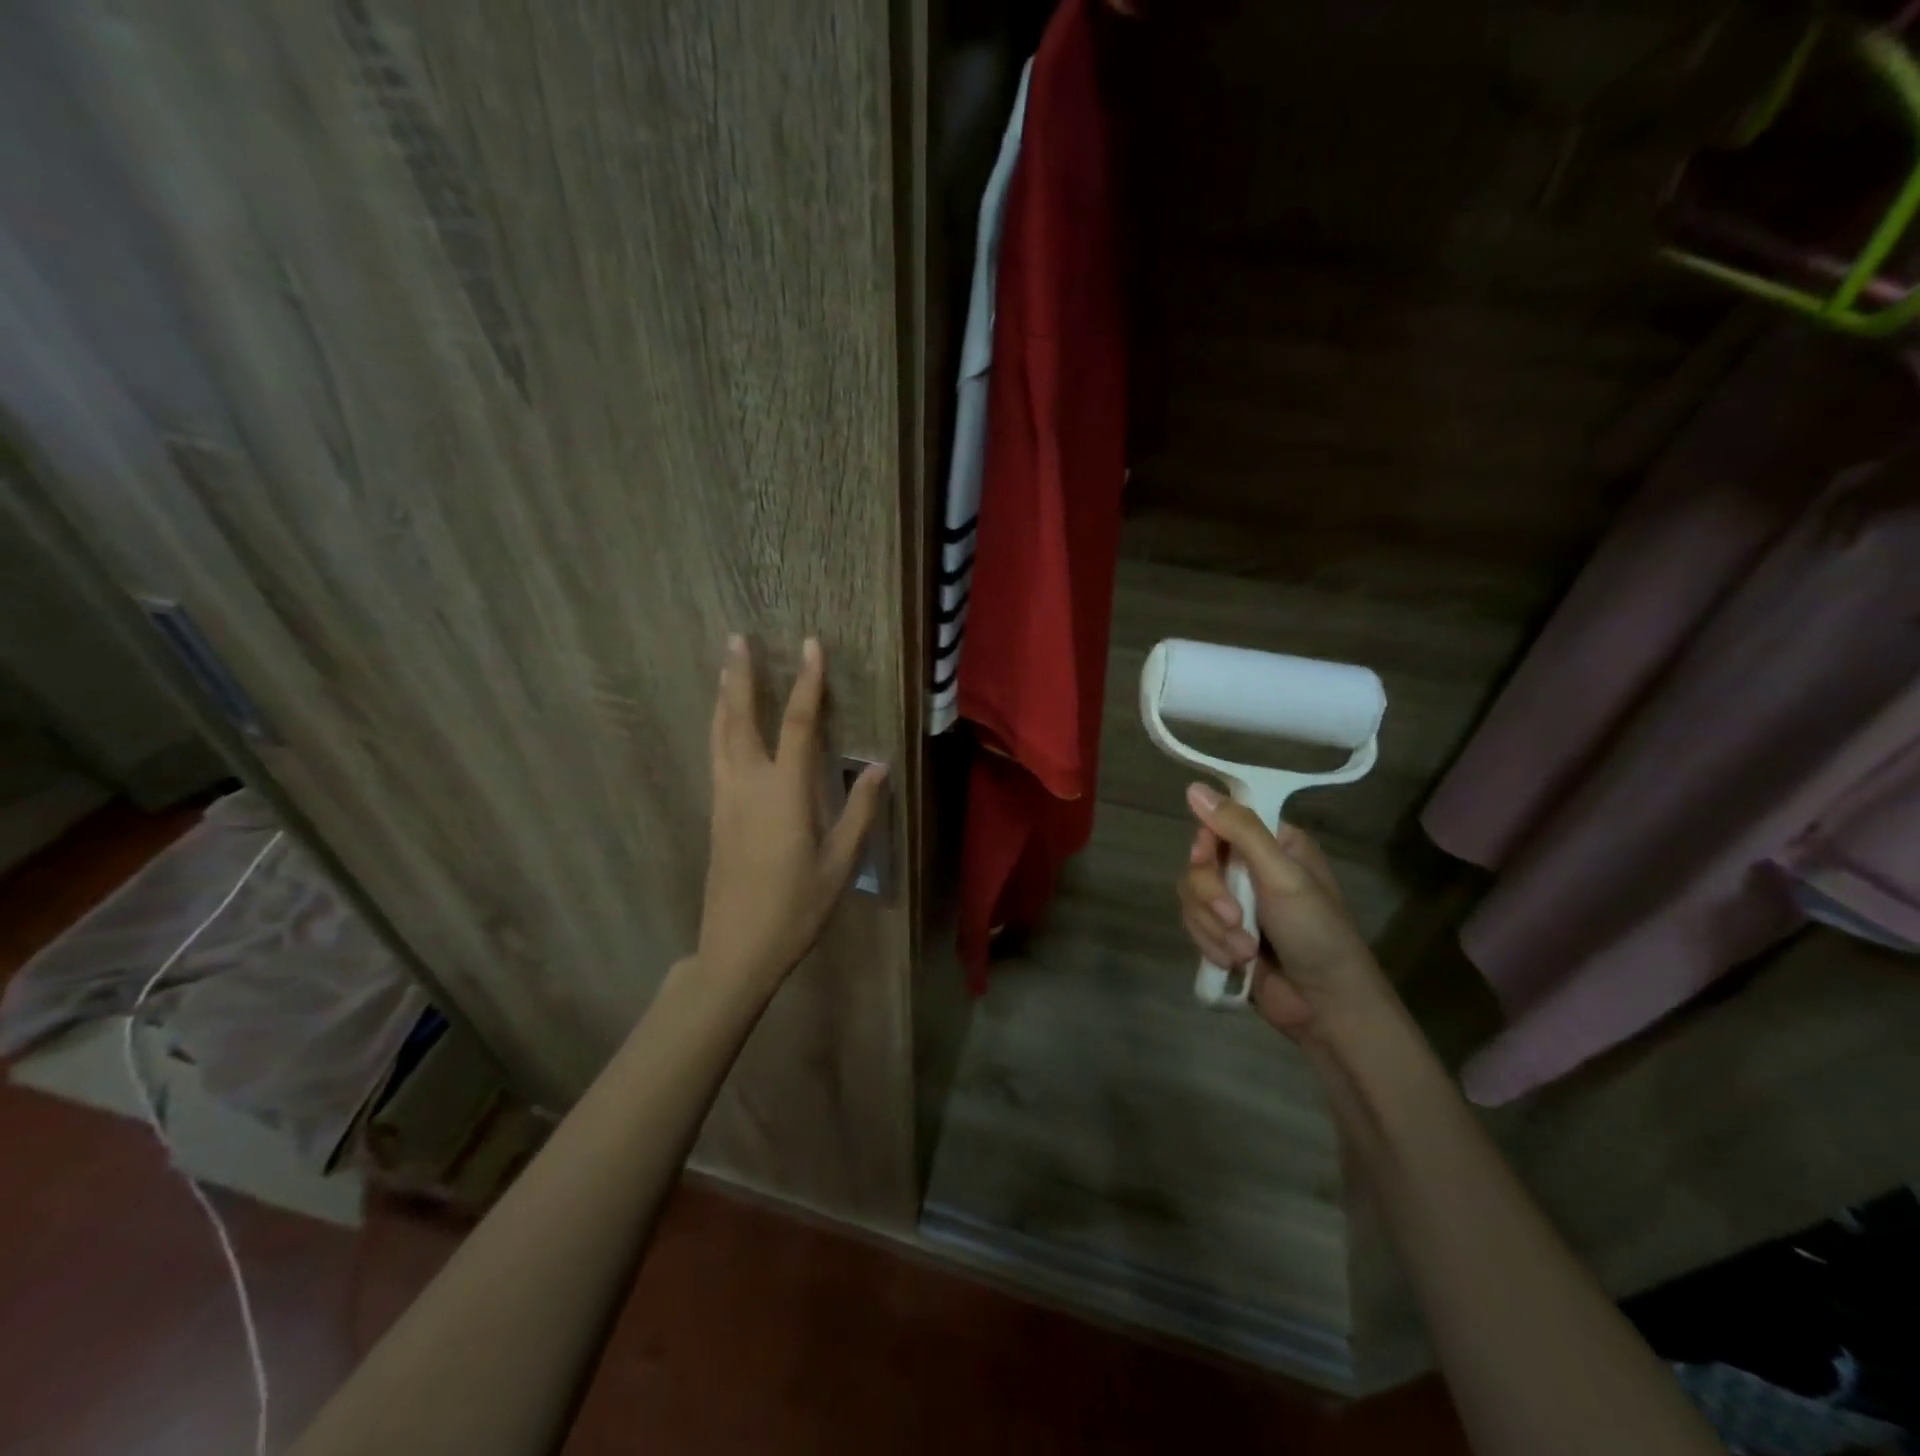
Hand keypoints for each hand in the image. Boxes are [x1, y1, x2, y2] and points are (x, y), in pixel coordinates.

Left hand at [696, 635, 886, 995]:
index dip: (806, 682)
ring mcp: (725, 798)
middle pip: (739, 718)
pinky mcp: (716, 814)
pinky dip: (719, 728)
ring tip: (725, 668)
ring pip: (719, 735)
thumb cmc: (796, 907)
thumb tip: (877, 767)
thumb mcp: (839, 863)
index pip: (797, 723)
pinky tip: (723, 726)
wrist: (737, 948)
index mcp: (784, 792)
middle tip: (736, 638)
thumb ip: (859, 811)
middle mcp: (747, 784)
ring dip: (723, 697)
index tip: (810, 646)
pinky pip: (715, 756)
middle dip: (740, 676)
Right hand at [1175, 783, 1392, 1040]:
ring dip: (1213, 927)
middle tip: (1234, 918)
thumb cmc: (1316, 933)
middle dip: (1210, 896)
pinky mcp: (1223, 934)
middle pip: (1199, 864)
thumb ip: (1240, 830)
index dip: (1206, 844)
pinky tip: (1235, 962)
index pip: (1218, 824)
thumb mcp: (1282, 875)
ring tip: (1244, 951)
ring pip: (1191, 897)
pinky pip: (1193, 925)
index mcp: (1273, 844)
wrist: (1326, 1006)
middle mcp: (1251, 868)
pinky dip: (1210, 944)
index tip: (1208, 859)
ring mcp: (1236, 903)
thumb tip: (1194, 787)